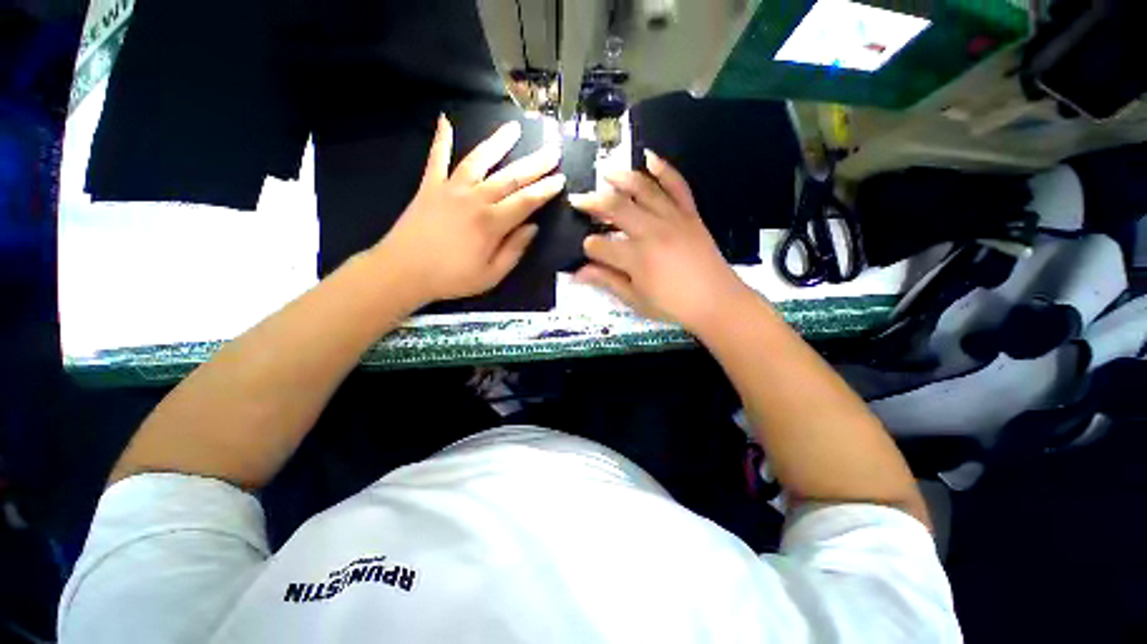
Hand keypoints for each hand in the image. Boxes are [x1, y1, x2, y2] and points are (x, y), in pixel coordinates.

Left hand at [373, 115, 564, 303]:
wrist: (402, 271)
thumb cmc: (451, 278)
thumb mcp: (491, 275)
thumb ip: (514, 250)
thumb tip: (532, 228)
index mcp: (491, 223)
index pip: (526, 201)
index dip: (545, 190)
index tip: (560, 179)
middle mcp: (475, 199)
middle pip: (510, 177)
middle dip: (534, 164)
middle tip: (552, 151)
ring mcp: (451, 188)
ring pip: (479, 160)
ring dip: (498, 143)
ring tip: (514, 128)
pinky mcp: (429, 186)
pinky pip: (437, 158)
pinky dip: (441, 139)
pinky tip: (445, 120)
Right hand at [569, 150, 751, 331]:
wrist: (716, 301)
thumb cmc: (673, 305)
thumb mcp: (635, 299)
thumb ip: (606, 282)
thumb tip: (576, 274)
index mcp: (635, 258)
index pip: (599, 245)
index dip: (589, 248)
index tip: (588, 252)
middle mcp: (650, 231)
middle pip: (615, 208)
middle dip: (592, 203)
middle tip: (578, 199)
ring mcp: (672, 218)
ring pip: (643, 189)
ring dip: (621, 178)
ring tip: (606, 173)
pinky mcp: (690, 214)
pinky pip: (677, 185)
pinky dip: (664, 169)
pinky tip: (650, 157)